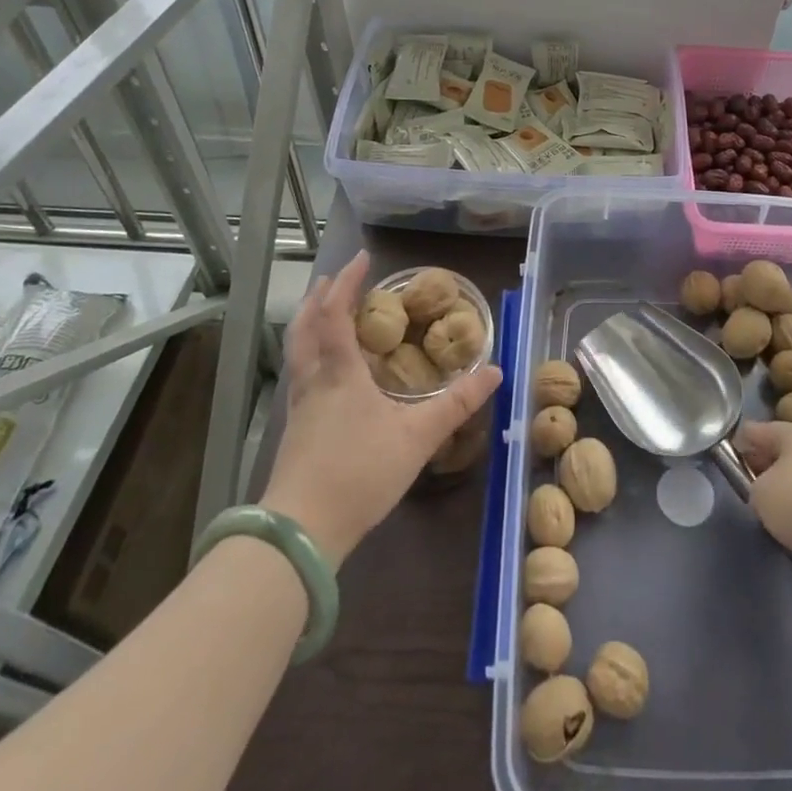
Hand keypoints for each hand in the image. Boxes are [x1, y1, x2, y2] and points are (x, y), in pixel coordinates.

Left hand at [260, 251, 501, 567]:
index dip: (347, 282)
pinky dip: (311, 354)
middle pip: (305, 327)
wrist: (301, 531)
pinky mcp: (295, 430)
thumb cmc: (360, 473)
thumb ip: (457, 404)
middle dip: (319, 297)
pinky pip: (301, 374)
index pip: (336, 313)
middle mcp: (314, 381)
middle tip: (335, 279)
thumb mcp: (418, 437)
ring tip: (325, 314)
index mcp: (340, 372)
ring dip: (309, 323)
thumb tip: (496, 372)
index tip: (362, 259)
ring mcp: (300, 407)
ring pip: (298, 351)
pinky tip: (327, 372)